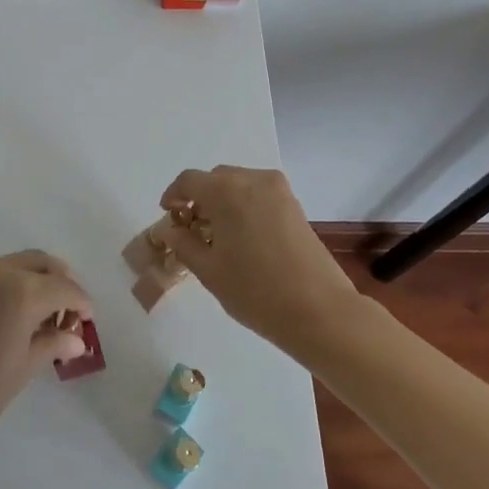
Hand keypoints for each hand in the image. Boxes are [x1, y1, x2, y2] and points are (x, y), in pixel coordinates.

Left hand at [0, 251, 92, 452]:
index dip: (81, 303)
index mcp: (22, 291)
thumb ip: (52, 344)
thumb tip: (77, 339)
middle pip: (43, 264)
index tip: (88, 321)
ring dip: (37, 281)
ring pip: (19, 264)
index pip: (65, 288)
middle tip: (67, 315)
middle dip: (60, 284)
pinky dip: (14, 284)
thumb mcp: (23, 368)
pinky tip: (16, 314)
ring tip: (42, 318)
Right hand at [156, 166, 361, 352]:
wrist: (319, 310)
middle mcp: (252, 180)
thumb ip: (183, 244)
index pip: (189, 180)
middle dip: (200, 198)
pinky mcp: (294, 205)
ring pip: (239, 184)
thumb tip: (170, 230)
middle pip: (215, 179)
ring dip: (222, 201)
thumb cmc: (255, 291)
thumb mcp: (208, 270)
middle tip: (192, 229)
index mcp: (226, 191)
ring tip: (218, 235)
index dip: (174, 195)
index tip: (169, 216)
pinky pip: (258, 194)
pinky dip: (244, 205)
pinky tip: (242, 237)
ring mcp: (278, 190)